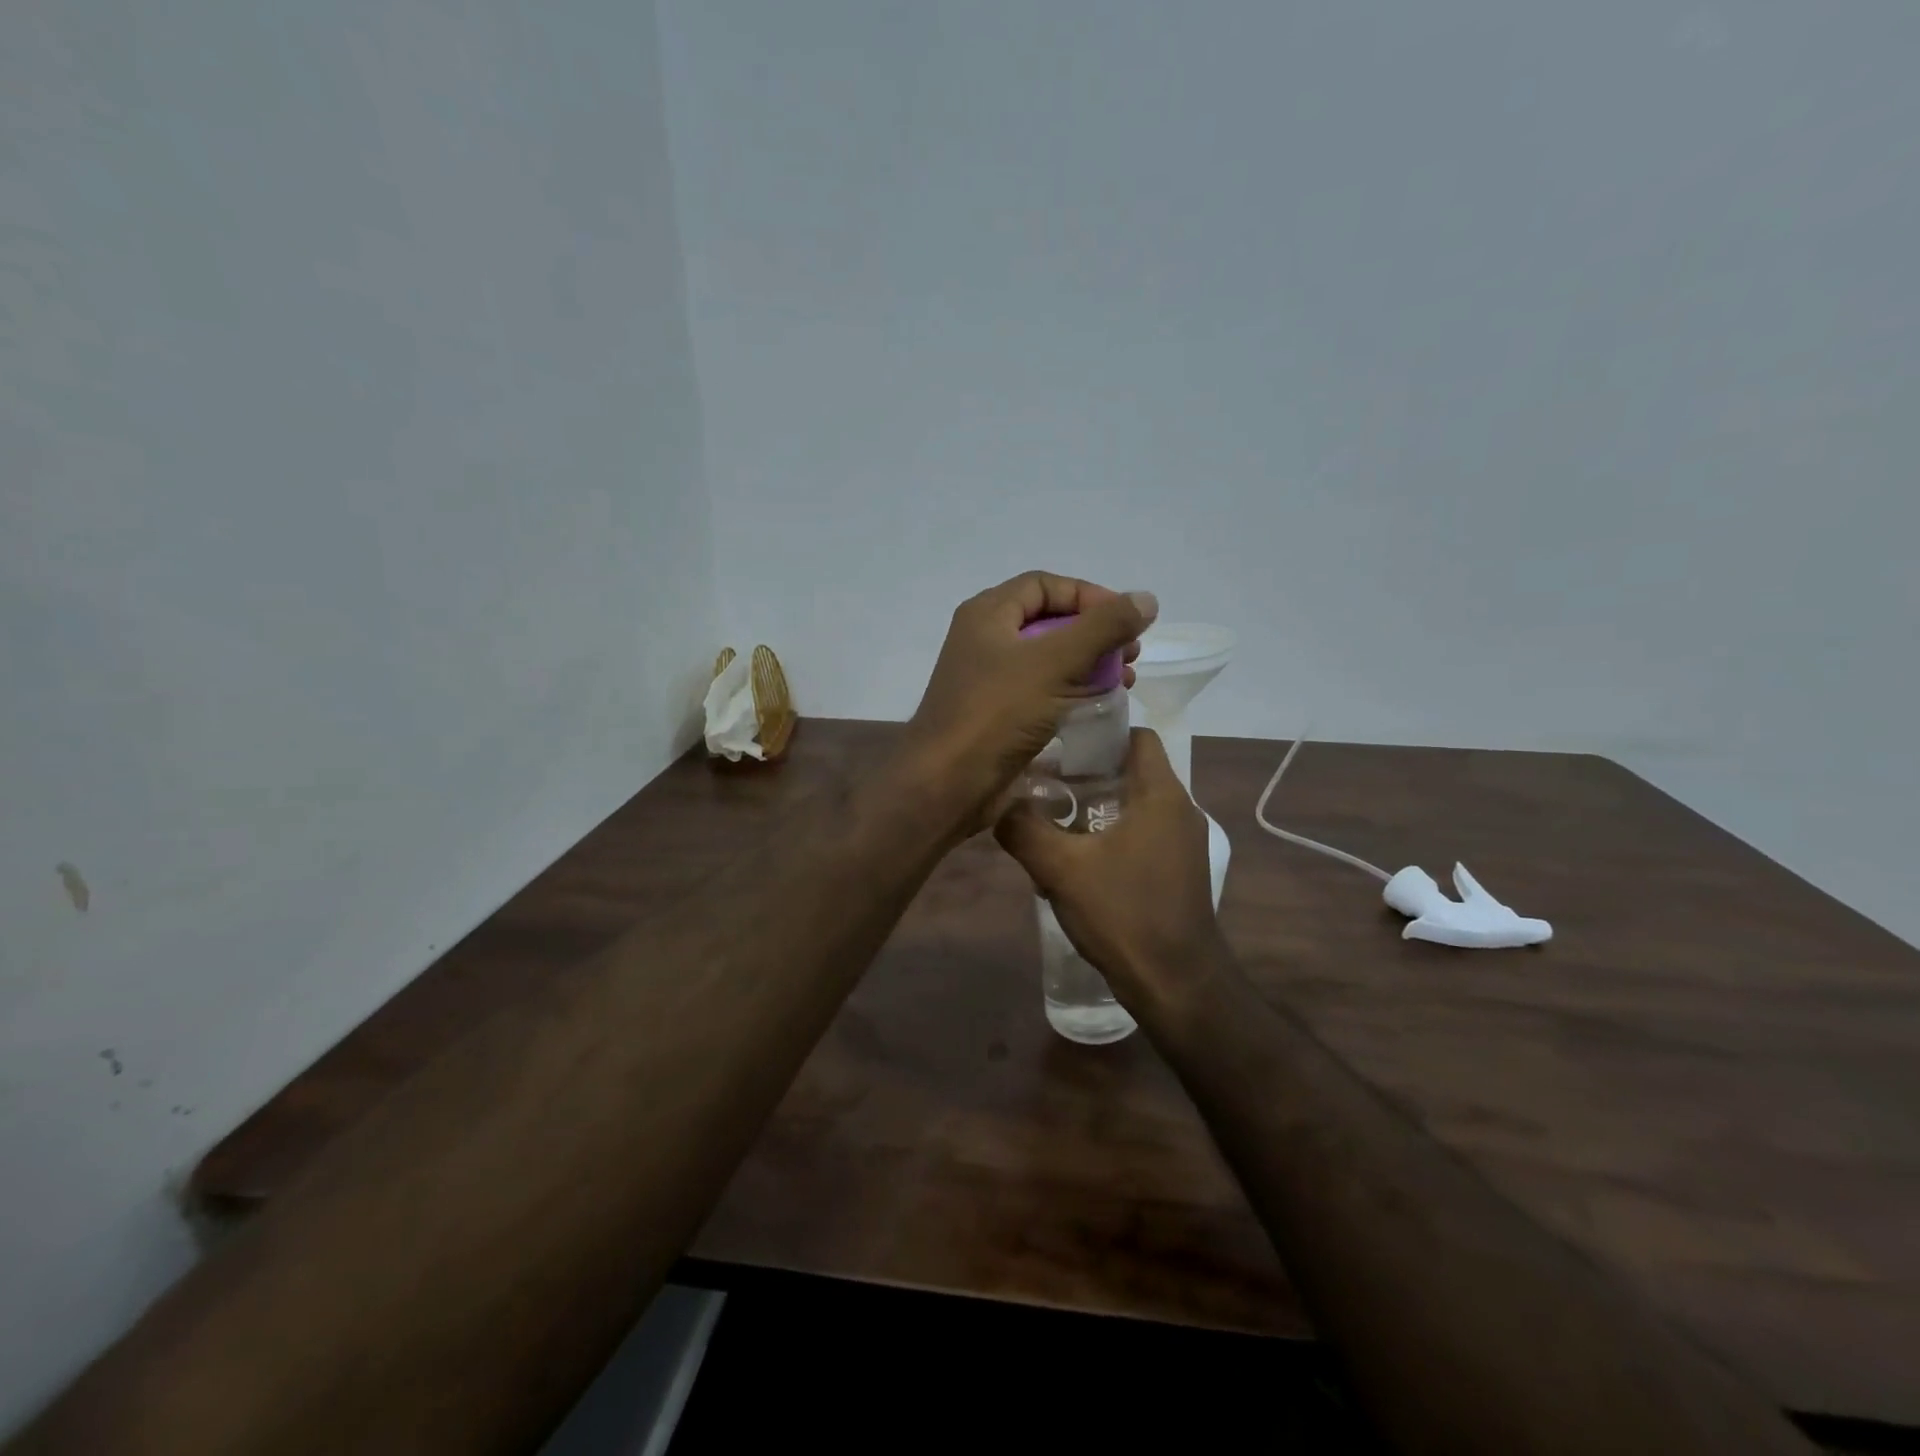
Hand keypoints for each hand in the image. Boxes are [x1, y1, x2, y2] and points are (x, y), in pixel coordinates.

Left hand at [899, 572, 1155, 835]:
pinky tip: (1100, 705)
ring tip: (1124, 681)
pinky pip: (1042, 690)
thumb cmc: (997, 713)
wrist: (948, 783)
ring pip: (1048, 658)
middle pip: (1049, 621)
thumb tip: (1145, 599)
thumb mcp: (1055, 662)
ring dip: (1089, 664)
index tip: (1126, 620)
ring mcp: (989, 679)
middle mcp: (985, 640)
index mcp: (988, 614)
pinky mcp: (998, 714)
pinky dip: (1072, 690)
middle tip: (1131, 654)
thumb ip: (1102, 627)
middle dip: (1095, 633)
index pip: (1045, 585)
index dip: (1089, 596)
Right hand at [995, 728, 1225, 1005]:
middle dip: (1085, 772)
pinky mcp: (1176, 871)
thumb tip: (998, 805)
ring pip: (1132, 805)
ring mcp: (1180, 843)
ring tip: (1049, 818)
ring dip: (1093, 807)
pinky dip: (1107, 834)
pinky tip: (1073, 860)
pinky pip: (1138, 834)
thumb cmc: (1124, 914)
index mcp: (1161, 795)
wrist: (1176, 985)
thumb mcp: (1061, 868)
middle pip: (1130, 770)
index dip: (1098, 732)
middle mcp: (1178, 810)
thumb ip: (1024, 829)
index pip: (1136, 736)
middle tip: (1042, 781)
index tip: (1059, 743)